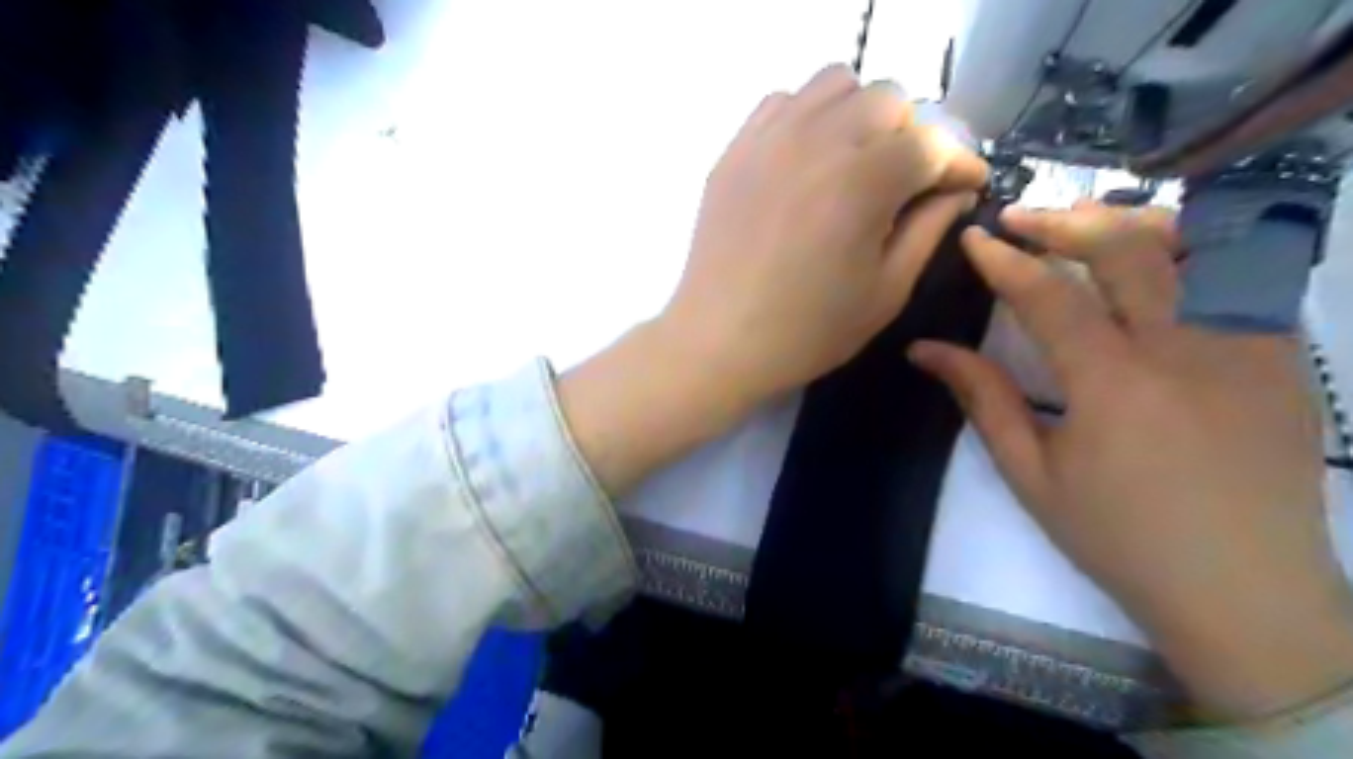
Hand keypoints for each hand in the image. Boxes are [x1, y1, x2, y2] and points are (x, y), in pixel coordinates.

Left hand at [661, 62, 991, 408]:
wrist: (720, 341)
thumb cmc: (807, 331)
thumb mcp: (886, 292)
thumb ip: (928, 230)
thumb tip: (955, 190)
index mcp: (864, 183)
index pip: (932, 144)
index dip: (959, 164)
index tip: (966, 187)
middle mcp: (819, 142)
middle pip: (888, 101)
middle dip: (912, 136)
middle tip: (908, 180)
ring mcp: (770, 139)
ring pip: (835, 85)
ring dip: (861, 114)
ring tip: (858, 161)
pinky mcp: (736, 150)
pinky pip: (784, 102)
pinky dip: (809, 116)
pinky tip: (809, 160)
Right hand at [907, 198, 1351, 715]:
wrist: (1244, 590)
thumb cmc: (1119, 537)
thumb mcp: (1031, 473)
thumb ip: (982, 399)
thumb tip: (925, 350)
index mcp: (1113, 385)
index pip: (1050, 295)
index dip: (1005, 260)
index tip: (975, 238)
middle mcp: (1186, 348)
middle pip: (1125, 249)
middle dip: (1064, 221)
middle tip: (1020, 218)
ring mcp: (1248, 345)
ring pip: (1193, 247)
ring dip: (1128, 224)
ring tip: (1083, 224)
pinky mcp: (1285, 355)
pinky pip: (1239, 276)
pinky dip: (1187, 252)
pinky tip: (1153, 262)